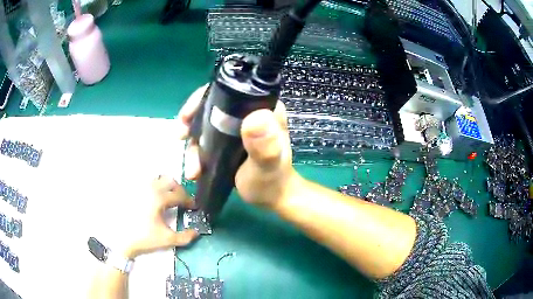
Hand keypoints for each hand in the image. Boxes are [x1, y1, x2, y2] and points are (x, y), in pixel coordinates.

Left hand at [122, 176, 197, 258]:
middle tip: (181, 200)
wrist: (121, 238)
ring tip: (168, 199)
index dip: (189, 200)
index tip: (192, 207)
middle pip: (169, 181)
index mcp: (159, 198)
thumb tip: (195, 232)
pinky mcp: (132, 191)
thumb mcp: (167, 239)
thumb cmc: (144, 237)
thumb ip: (185, 237)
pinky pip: (147, 185)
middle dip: (179, 190)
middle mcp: (150, 189)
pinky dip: (154, 189)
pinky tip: (153, 200)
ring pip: (157, 180)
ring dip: (166, 187)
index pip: (179, 195)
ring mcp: (140, 188)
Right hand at [177, 85, 299, 209]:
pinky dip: (197, 152)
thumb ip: (265, 145)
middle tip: (180, 136)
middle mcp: (248, 113)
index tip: (187, 116)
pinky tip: (194, 169)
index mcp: (263, 109)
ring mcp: (237, 128)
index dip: (203, 99)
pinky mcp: (228, 141)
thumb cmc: (271, 182)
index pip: (229, 91)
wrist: (270, 199)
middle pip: (212, 107)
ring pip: (206, 125)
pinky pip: (206, 140)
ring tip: (192, 169)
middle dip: (192, 122)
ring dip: (193, 145)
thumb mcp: (267, 165)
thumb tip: (256, 117)